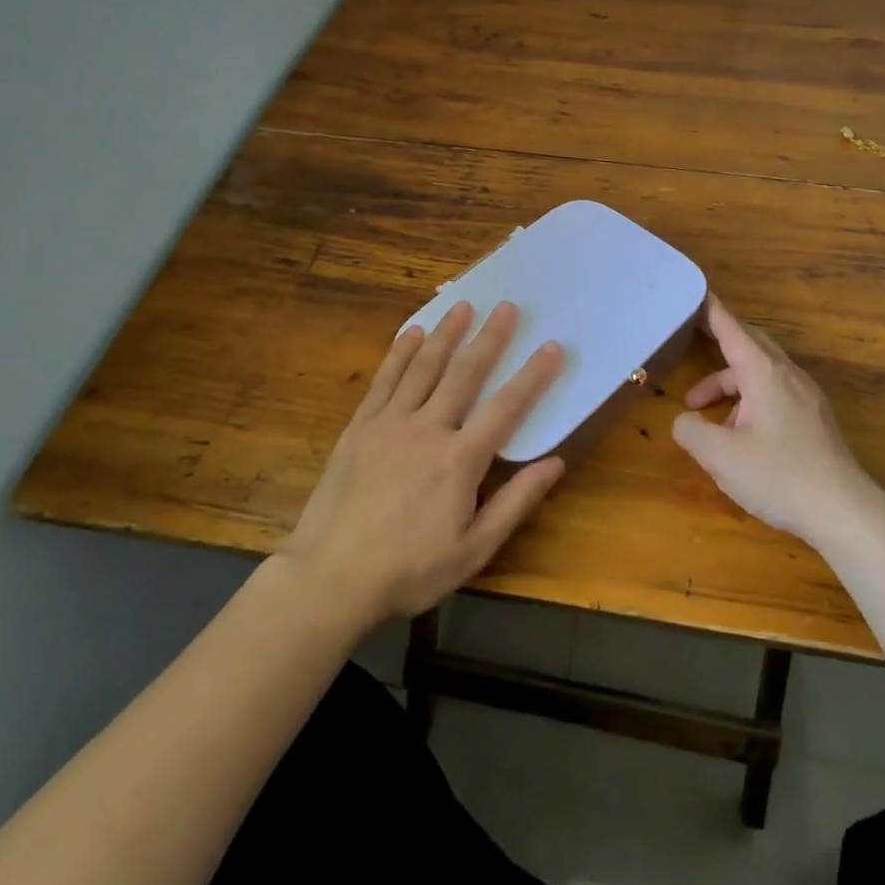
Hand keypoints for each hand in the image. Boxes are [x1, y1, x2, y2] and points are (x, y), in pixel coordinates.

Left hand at [281, 300, 565, 629]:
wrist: (330, 578)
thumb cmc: (408, 570)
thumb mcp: (473, 549)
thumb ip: (515, 502)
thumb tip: (554, 463)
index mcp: (460, 460)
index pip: (506, 407)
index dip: (532, 375)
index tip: (551, 346)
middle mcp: (427, 429)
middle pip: (464, 373)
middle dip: (489, 338)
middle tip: (506, 306)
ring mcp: (389, 424)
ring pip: (423, 367)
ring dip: (445, 334)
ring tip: (463, 305)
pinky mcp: (359, 428)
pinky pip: (384, 380)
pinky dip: (399, 353)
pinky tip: (410, 333)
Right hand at [672, 295, 876, 544]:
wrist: (845, 512)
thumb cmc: (779, 476)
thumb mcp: (720, 456)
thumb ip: (691, 431)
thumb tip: (685, 420)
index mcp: (764, 373)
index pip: (732, 329)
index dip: (711, 311)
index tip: (696, 292)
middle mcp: (788, 376)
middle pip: (750, 345)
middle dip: (718, 344)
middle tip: (689, 342)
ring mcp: (806, 397)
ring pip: (761, 374)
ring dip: (729, 383)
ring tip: (702, 414)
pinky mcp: (814, 420)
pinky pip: (775, 393)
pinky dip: (748, 400)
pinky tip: (738, 434)